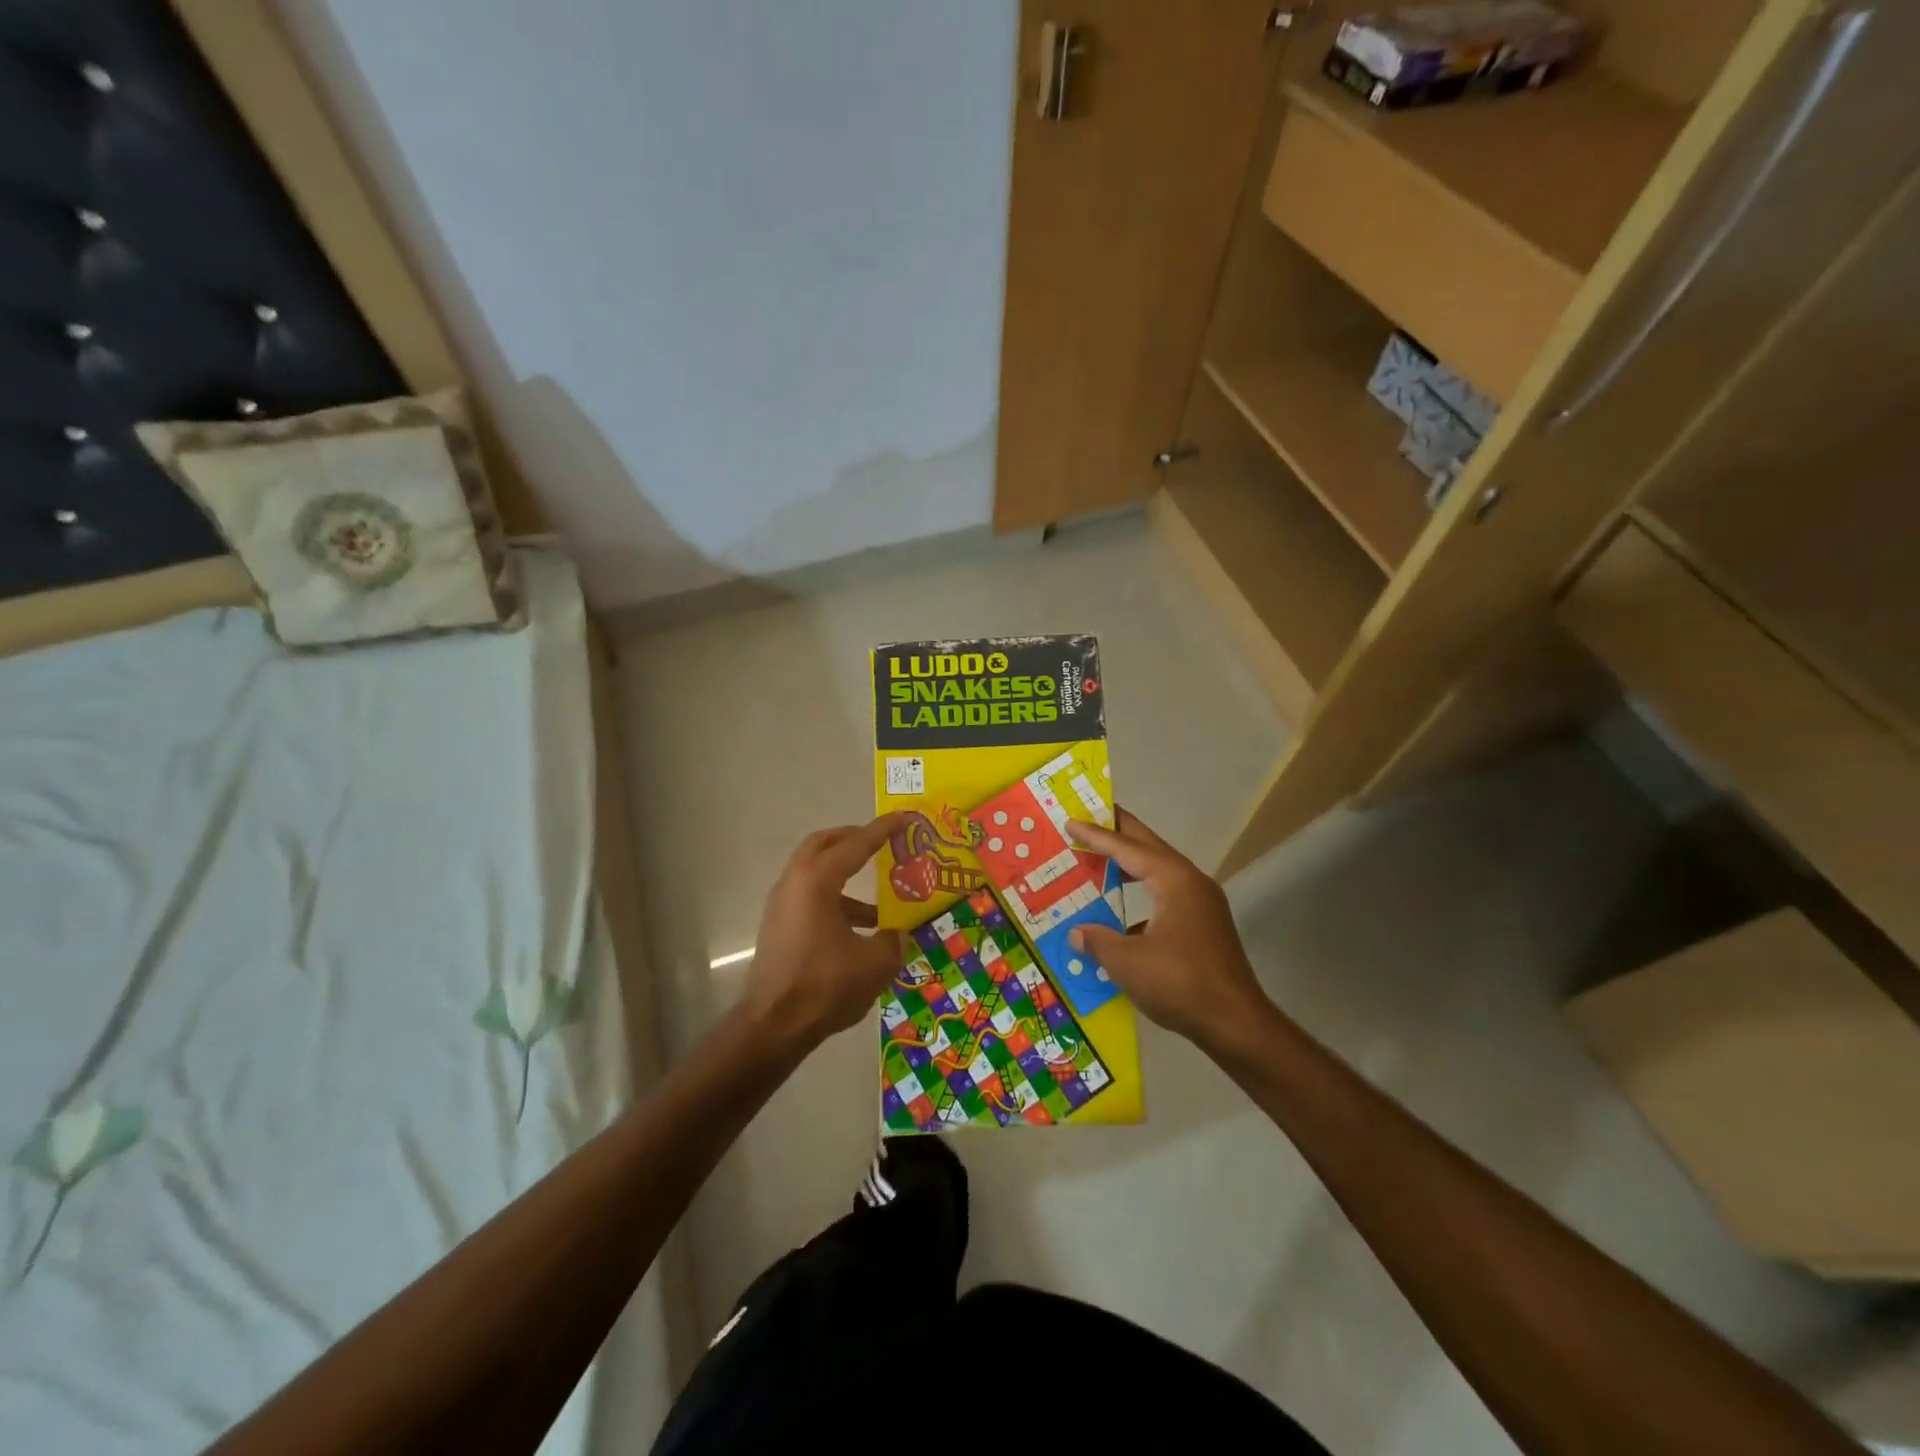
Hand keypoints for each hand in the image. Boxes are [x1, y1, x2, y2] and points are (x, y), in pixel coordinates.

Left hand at [741, 815, 906, 1052]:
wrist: (772, 1026)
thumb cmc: (825, 985)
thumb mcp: (875, 963)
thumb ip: (892, 940)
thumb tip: (898, 934)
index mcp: (817, 881)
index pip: (855, 845)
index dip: (881, 830)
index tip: (902, 817)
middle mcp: (794, 883)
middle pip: (823, 845)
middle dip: (852, 839)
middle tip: (880, 841)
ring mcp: (782, 906)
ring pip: (815, 874)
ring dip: (845, 877)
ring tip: (880, 900)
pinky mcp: (779, 928)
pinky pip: (811, 899)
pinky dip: (836, 901)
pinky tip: (860, 931)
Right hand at [1065, 809, 1270, 1049]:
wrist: (1236, 1024)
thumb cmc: (1180, 983)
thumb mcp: (1127, 962)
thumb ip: (1097, 940)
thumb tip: (1076, 932)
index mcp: (1173, 880)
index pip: (1127, 848)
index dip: (1096, 835)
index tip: (1072, 822)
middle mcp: (1191, 883)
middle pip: (1149, 847)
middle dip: (1120, 833)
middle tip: (1091, 818)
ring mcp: (1202, 904)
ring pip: (1159, 871)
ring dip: (1130, 864)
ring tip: (1102, 858)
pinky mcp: (1204, 926)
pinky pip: (1166, 895)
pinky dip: (1142, 892)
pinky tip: (1121, 913)